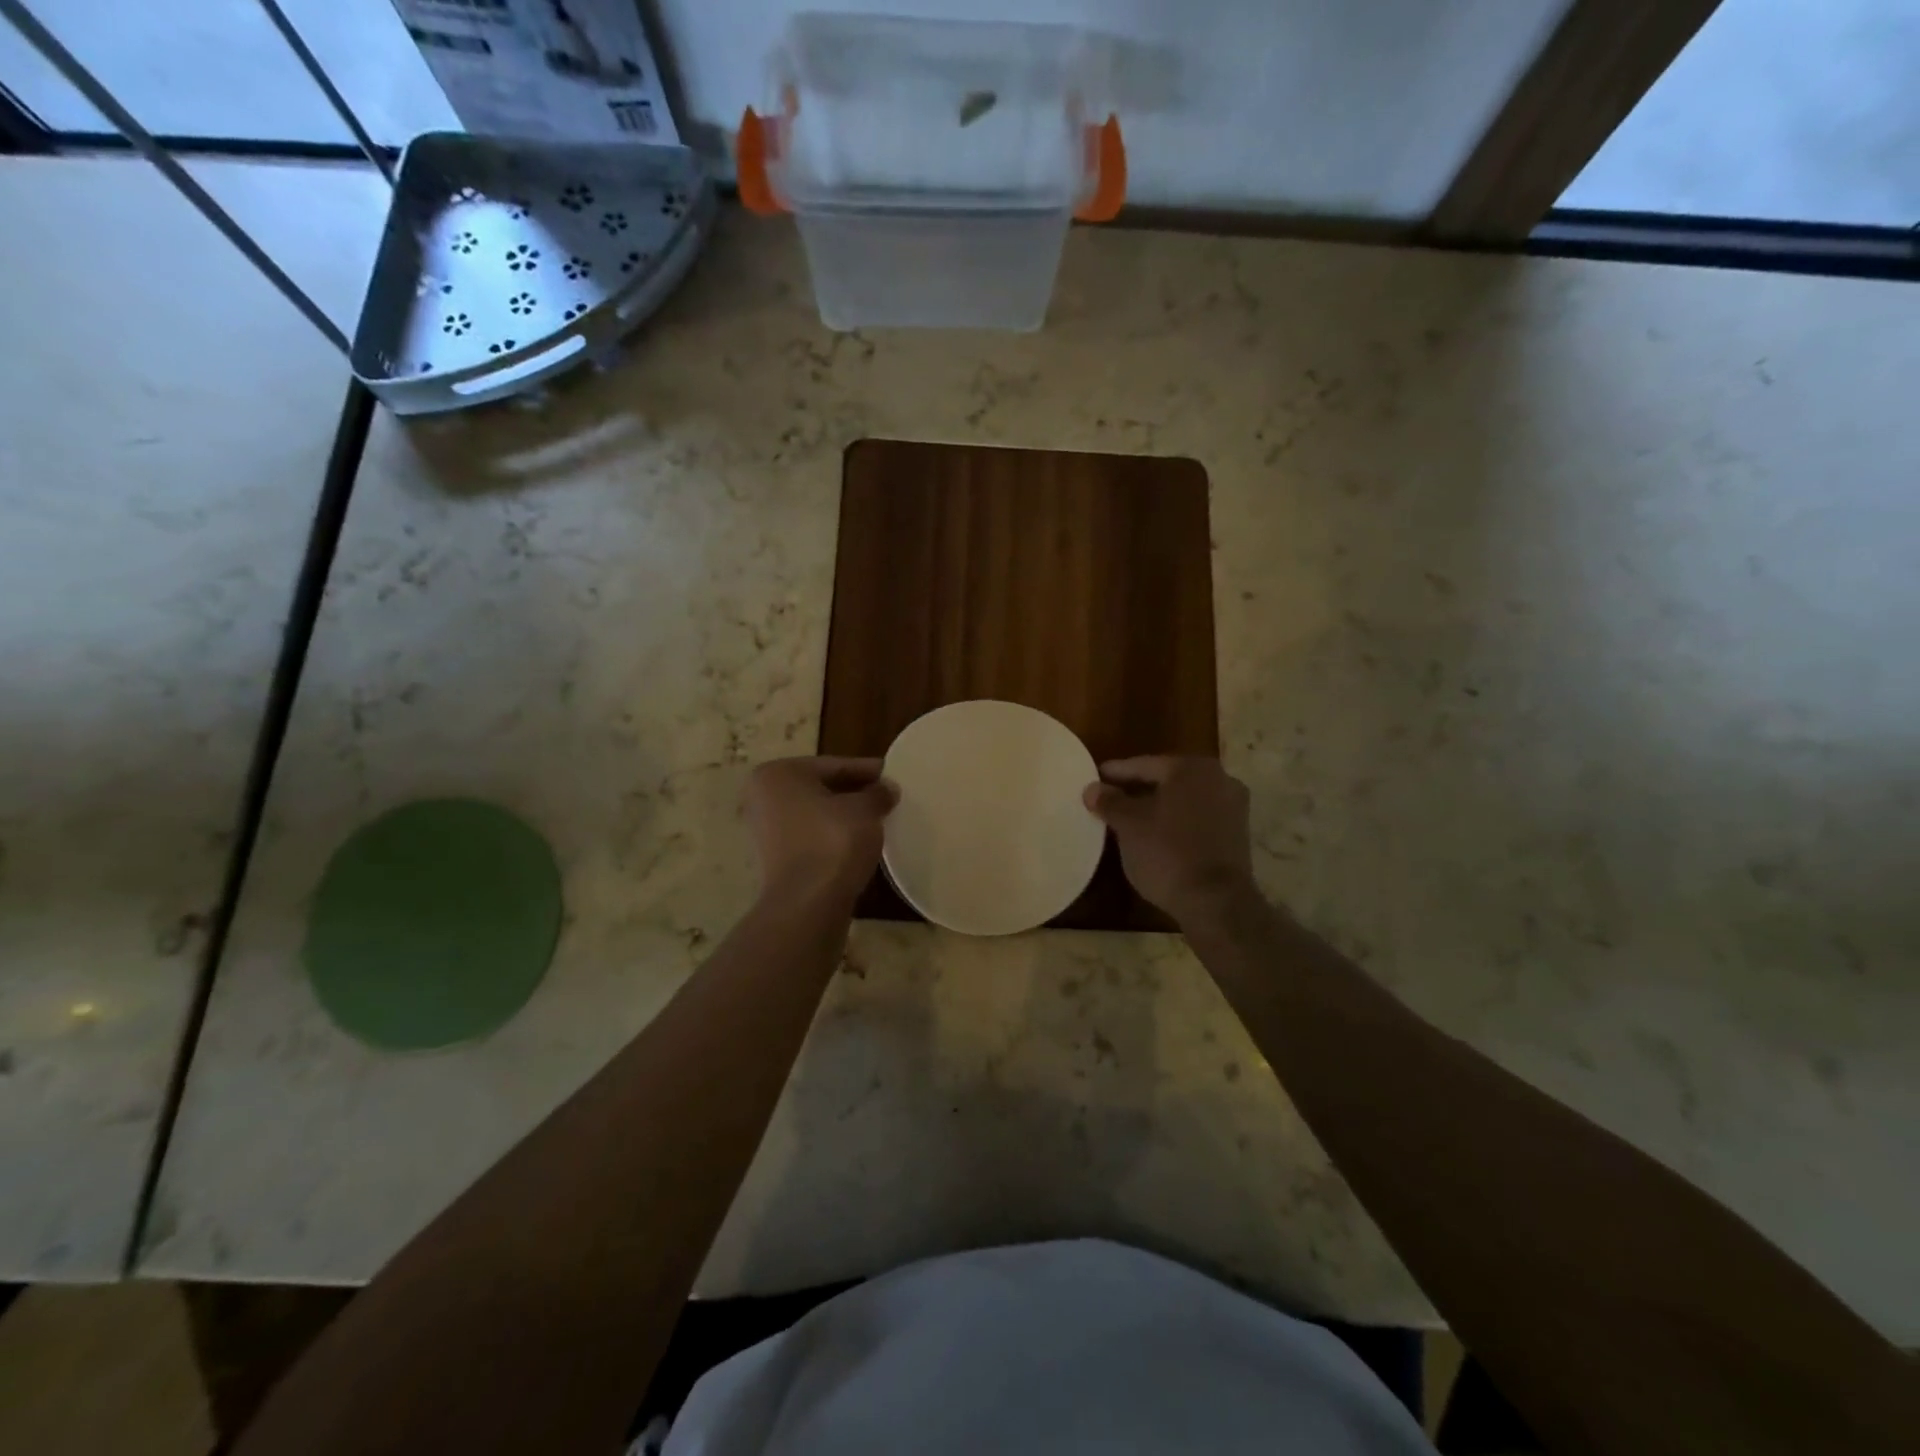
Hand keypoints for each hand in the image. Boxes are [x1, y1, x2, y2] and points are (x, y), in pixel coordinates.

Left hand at [745, 757, 896, 908]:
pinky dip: (834, 837)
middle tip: (887, 797)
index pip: (833, 765)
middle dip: (854, 793)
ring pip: (816, 814)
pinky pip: (812, 838)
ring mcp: (766, 831)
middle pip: (821, 788)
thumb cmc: (833, 842)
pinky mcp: (776, 860)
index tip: (892, 775)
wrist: (808, 903)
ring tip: (878, 820)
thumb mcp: (865, 809)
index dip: (867, 770)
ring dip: (845, 816)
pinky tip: (859, 843)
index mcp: (778, 774)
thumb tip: (887, 789)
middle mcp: (764, 798)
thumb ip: (877, 793)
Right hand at [1083, 756, 1257, 926]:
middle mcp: (1219, 779)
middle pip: (1167, 780)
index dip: (1117, 772)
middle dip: (1137, 789)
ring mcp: (1233, 808)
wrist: (1215, 902)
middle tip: (1110, 797)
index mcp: (1192, 768)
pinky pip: (1197, 819)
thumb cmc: (1167, 852)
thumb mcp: (1129, 825)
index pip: (1145, 765)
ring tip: (1128, 818)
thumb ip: (1110, 802)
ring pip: (1183, 800)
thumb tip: (1092, 789)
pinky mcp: (1237, 835)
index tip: (1095, 778)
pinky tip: (1155, 835)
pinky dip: (1176, 822)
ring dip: (1157, 807)